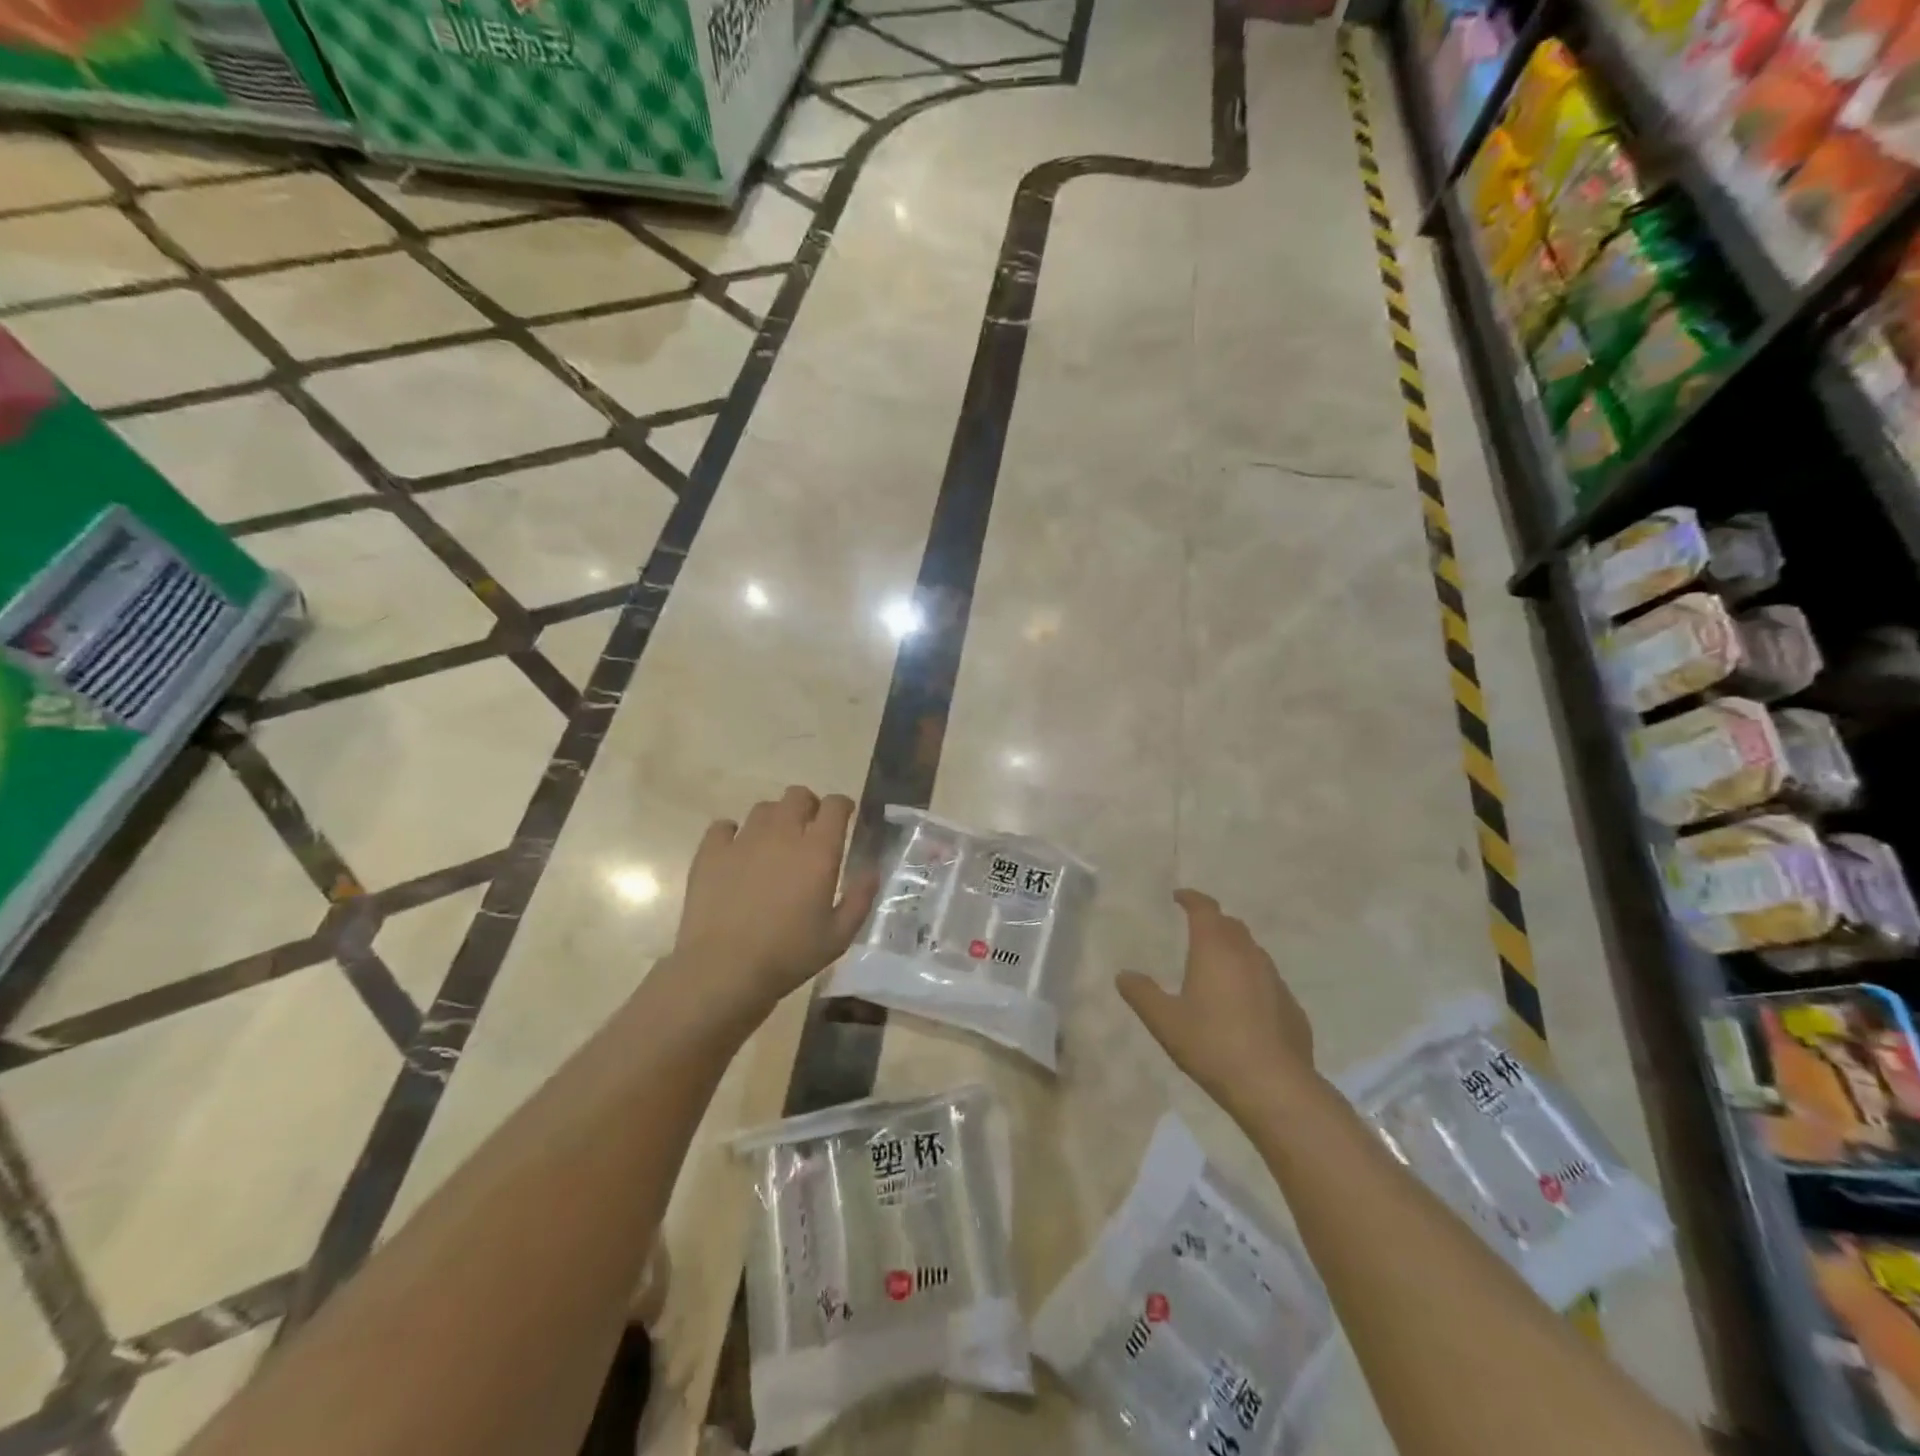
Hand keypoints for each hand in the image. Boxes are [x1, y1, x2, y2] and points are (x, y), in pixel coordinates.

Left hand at [670, 786, 878, 1025]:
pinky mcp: (711, 853)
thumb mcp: (838, 936)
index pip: (835, 805)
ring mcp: (743, 840)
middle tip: (810, 831)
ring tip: (774, 845)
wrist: (723, 970)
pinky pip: (724, 826)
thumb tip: (872, 869)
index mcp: (817, 851)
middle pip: (797, 796)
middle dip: (808, 806)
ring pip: (763, 808)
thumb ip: (860, 898)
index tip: (845, 818)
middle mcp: (782, 835)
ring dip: (775, 819)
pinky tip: (736, 853)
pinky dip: (733, 834)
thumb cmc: (788, 955)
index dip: (842, 806)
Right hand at [1118, 889, 1316, 1122]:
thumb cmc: (1212, 1044)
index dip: (1192, 898)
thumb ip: (1141, 994)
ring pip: (1253, 951)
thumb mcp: (1165, 1021)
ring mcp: (1275, 980)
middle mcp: (1248, 955)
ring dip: (1235, 950)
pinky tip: (1244, 1005)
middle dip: (1213, 922)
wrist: (1273, 1085)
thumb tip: (1123, 975)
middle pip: (1231, 925)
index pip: (1205, 909)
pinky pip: (1268, 981)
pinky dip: (1252, 980)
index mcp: (1215, 949)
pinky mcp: (1292, 1006)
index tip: (1179, 897)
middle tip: (1197, 930)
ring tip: (1218, 967)